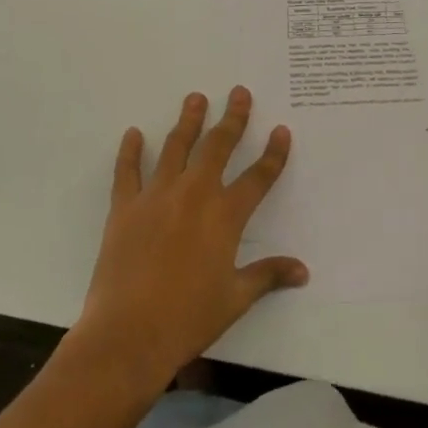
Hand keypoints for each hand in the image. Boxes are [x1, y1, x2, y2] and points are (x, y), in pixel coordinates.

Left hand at [76, 87, 306, 394]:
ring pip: (176, 147)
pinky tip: (134, 133)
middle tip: (238, 92)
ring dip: (188, 121)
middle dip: (232, 118)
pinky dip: (130, 151)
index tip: (281, 130)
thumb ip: (268, 275)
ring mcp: (157, 197)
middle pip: (218, 147)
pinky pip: (128, 171)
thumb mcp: (235, 298)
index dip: (273, 153)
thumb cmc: (188, 318)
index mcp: (225, 216)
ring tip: (195, 98)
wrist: (128, 335)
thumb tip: (302, 271)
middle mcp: (194, 194)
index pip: (257, 177)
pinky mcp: (125, 208)